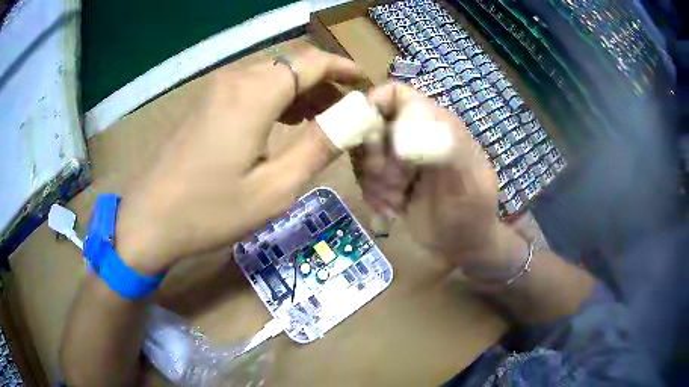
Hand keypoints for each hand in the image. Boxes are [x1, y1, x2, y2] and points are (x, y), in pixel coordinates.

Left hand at [114, 43, 364, 273]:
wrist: (150, 219)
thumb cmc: (211, 210)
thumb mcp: (275, 188)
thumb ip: (319, 146)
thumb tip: (353, 119)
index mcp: (255, 94)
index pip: (312, 62)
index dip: (343, 68)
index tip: (365, 83)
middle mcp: (235, 79)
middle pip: (292, 63)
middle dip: (325, 81)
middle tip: (346, 109)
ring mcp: (216, 89)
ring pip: (271, 73)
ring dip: (301, 89)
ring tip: (321, 117)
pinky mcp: (206, 102)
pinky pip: (251, 86)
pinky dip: (276, 96)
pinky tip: (284, 121)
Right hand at [354, 83, 523, 273]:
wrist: (464, 244)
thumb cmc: (472, 212)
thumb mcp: (468, 182)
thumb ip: (445, 151)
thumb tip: (403, 135)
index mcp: (434, 122)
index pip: (394, 95)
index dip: (374, 107)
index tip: (370, 140)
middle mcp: (413, 134)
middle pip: (370, 125)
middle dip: (373, 156)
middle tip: (391, 182)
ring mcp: (398, 158)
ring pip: (363, 154)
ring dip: (373, 181)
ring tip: (396, 201)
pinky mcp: (388, 180)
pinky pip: (364, 178)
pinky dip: (372, 194)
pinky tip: (392, 209)